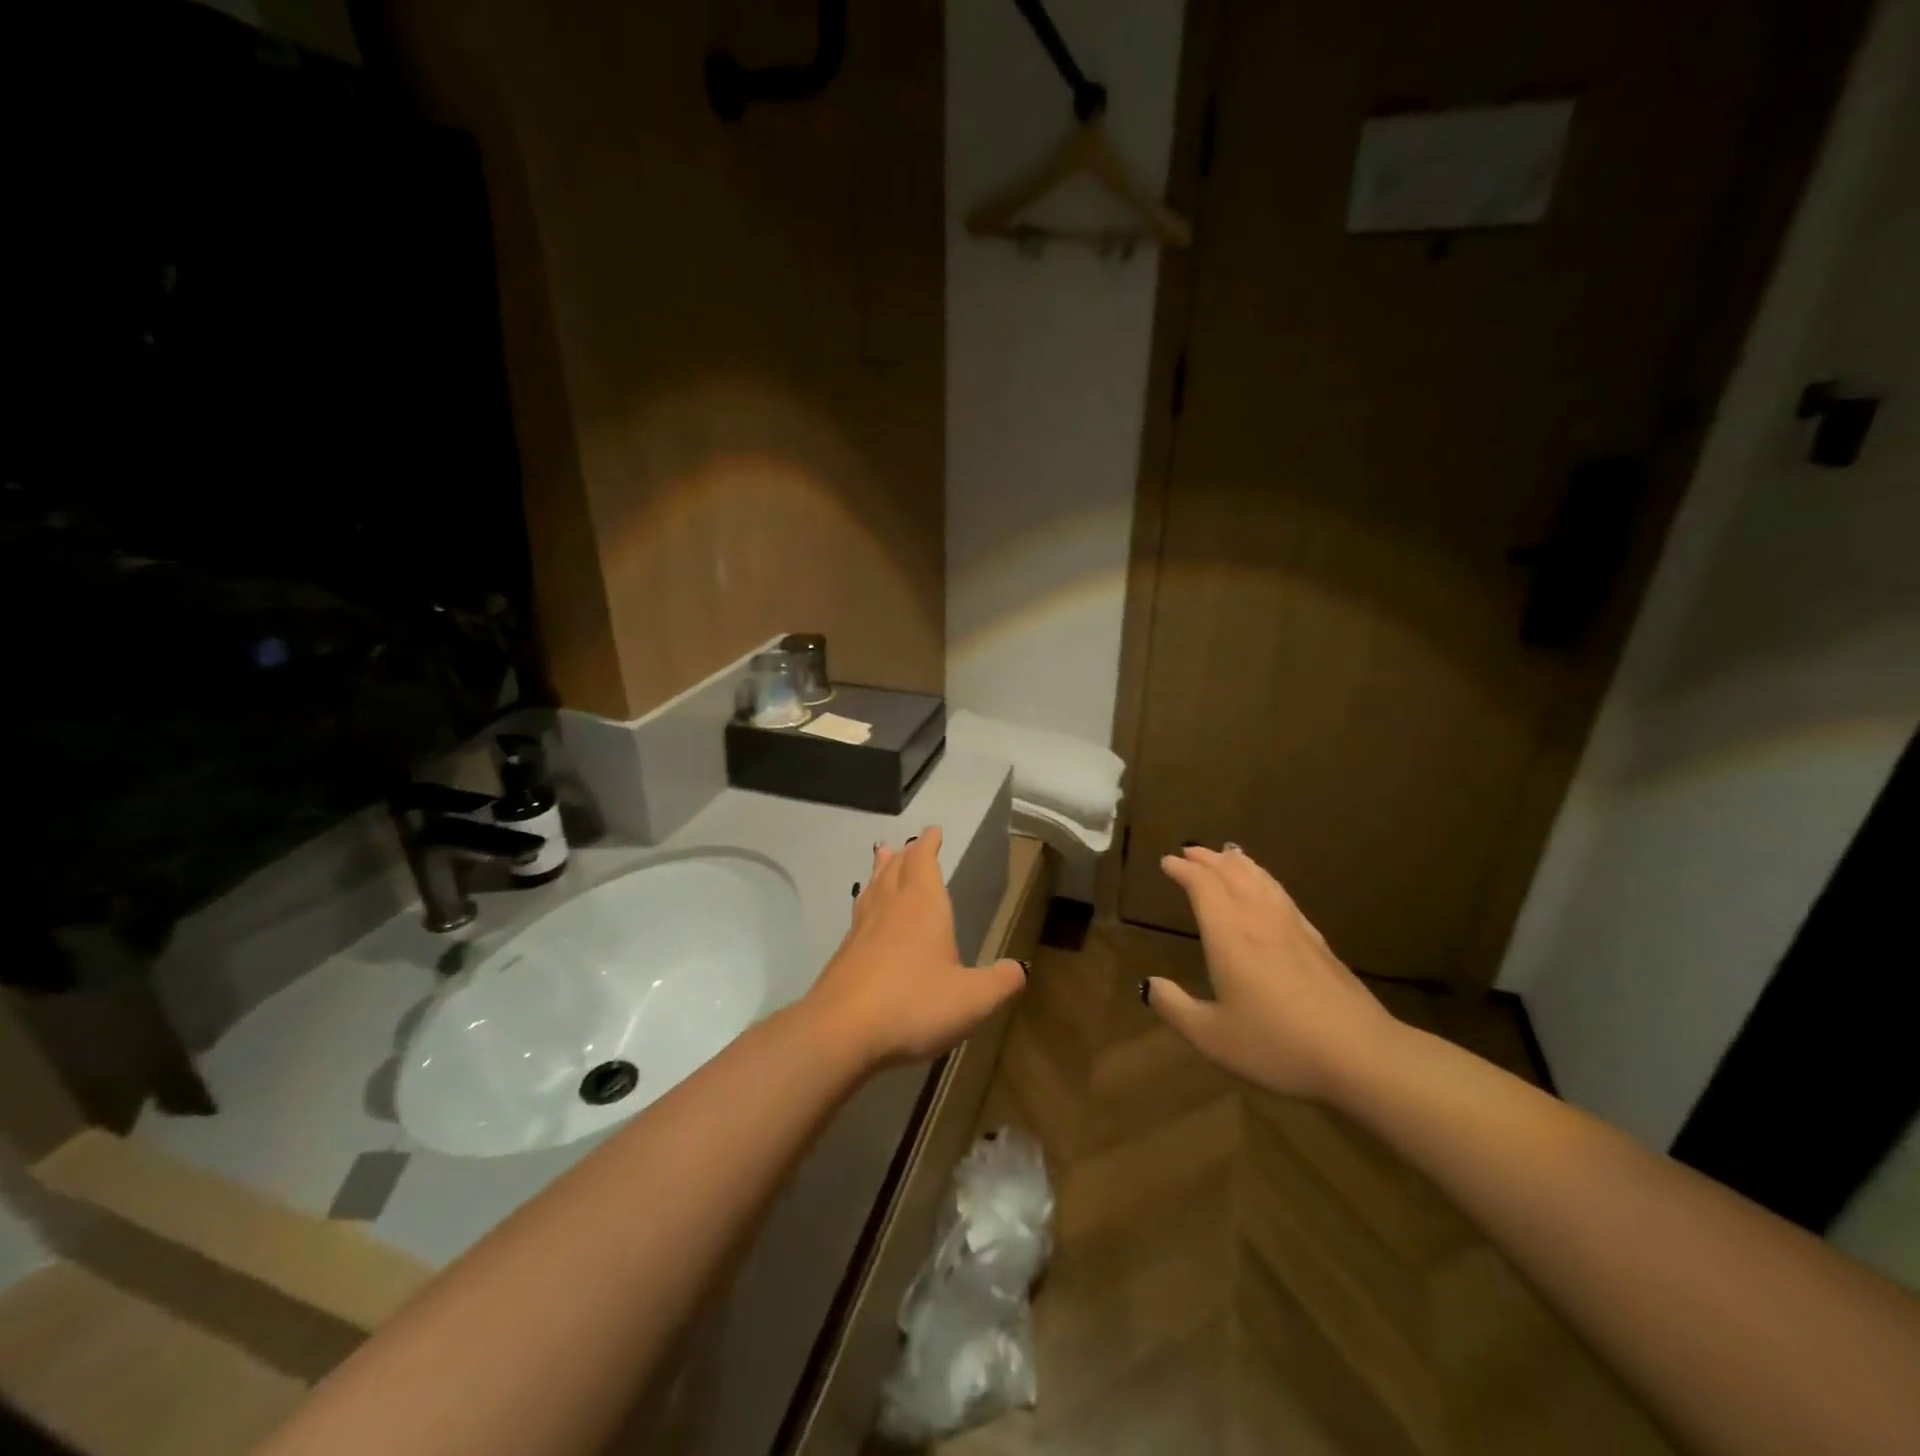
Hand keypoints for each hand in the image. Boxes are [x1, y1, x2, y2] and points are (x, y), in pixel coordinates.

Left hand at [802, 827, 1026, 1067]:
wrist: (841, 1031)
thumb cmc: (914, 1004)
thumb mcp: (972, 999)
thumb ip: (1000, 982)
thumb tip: (1019, 969)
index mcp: (923, 905)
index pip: (924, 861)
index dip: (929, 844)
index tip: (933, 830)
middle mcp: (891, 907)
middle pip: (896, 869)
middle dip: (905, 854)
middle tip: (908, 844)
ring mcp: (862, 929)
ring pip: (873, 887)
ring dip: (880, 870)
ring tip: (881, 856)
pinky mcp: (844, 954)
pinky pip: (859, 914)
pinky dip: (866, 902)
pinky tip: (865, 915)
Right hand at [1145, 844, 1402, 1101]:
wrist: (1360, 1055)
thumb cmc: (1277, 1044)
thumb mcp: (1212, 1036)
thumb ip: (1175, 1008)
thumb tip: (1147, 985)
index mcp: (1229, 935)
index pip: (1203, 887)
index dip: (1184, 870)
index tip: (1168, 861)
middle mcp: (1259, 920)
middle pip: (1233, 875)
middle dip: (1208, 859)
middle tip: (1190, 851)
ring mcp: (1293, 928)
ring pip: (1261, 880)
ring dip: (1239, 864)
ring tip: (1227, 854)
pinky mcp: (1318, 942)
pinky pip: (1283, 896)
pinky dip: (1267, 880)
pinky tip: (1269, 889)